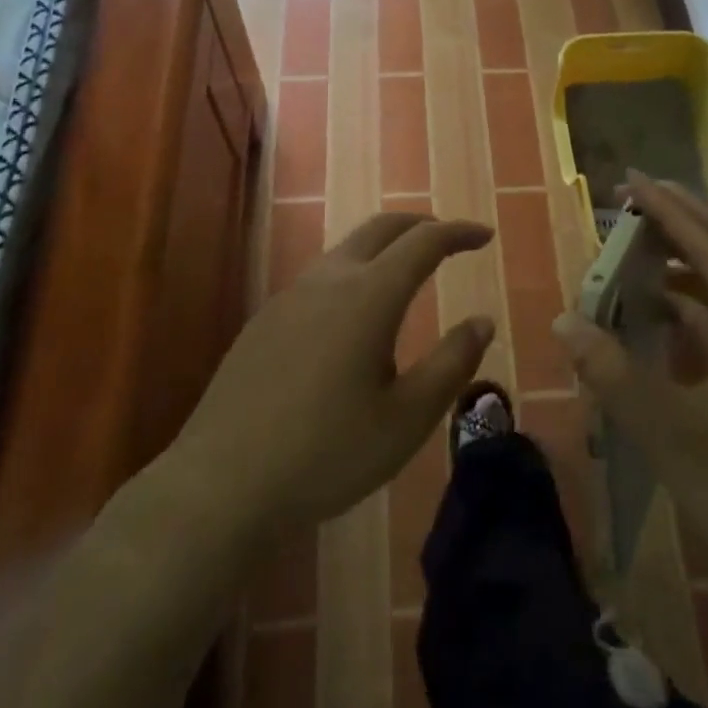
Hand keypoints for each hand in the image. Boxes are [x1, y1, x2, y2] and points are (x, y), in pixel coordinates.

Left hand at [171, 213, 495, 545]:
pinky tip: (355, 316)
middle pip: (382, 228)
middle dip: (421, 224)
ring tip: (407, 274)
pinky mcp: (267, 317)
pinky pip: (322, 274)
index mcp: (369, 295)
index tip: (485, 235)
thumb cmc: (326, 453)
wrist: (221, 482)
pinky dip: (355, 270)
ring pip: (348, 248)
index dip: (458, 233)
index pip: (424, 242)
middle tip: (449, 240)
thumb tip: (483, 321)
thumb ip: (451, 364)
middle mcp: (330, 279)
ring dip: (385, 246)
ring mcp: (292, 295)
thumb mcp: (406, 419)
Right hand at [554, 174, 707, 576]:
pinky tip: (651, 295)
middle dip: (681, 218)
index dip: (672, 213)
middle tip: (632, 190)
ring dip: (682, 255)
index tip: (632, 180)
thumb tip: (564, 319)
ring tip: (635, 233)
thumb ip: (614, 373)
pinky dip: (686, 298)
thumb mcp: (673, 434)